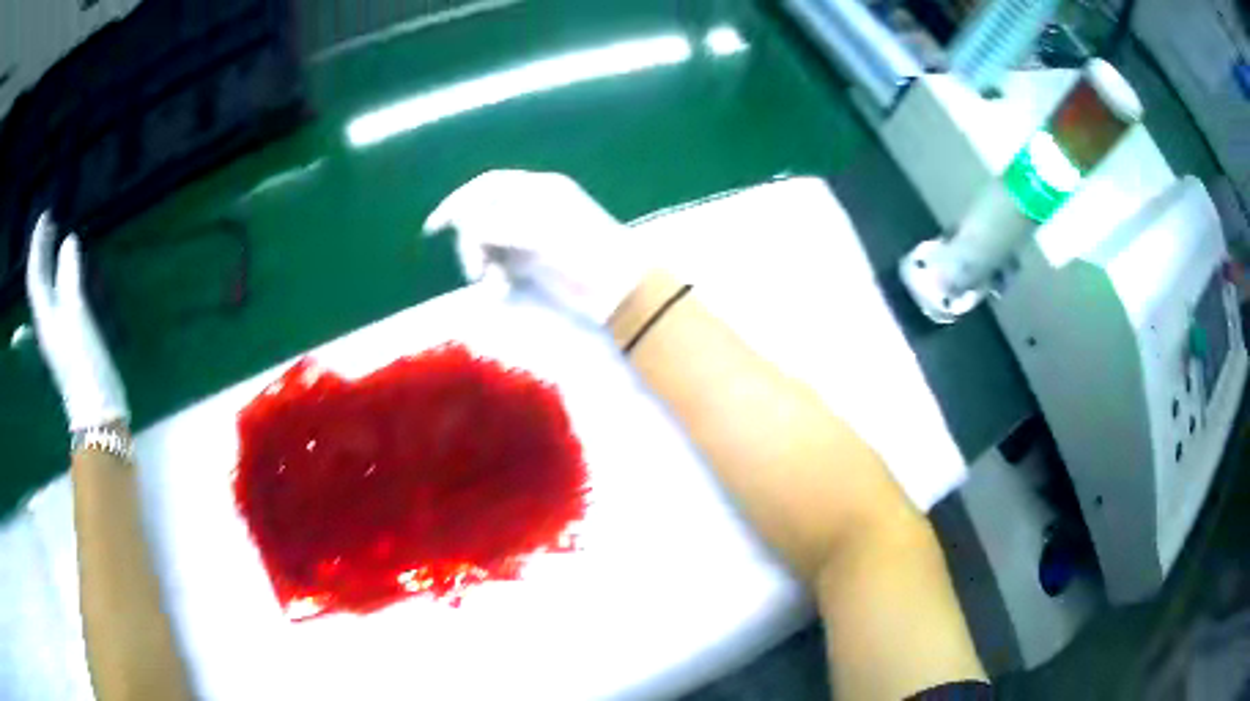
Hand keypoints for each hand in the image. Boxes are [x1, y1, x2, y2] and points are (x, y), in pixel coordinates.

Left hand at [25, 213, 128, 430]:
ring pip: (46, 289)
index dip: (38, 243)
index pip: (35, 272)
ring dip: (49, 263)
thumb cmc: (83, 361)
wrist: (96, 408)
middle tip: (51, 222)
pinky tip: (67, 274)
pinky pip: (57, 298)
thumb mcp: (75, 315)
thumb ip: (69, 276)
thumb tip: (68, 240)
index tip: (47, 214)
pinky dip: (59, 279)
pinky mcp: (68, 338)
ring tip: (57, 241)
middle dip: (41, 250)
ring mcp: (56, 331)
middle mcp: (46, 320)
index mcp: (44, 314)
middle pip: (38, 280)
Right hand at [424, 170, 643, 324]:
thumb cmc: (584, 251)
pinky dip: (496, 279)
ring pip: (488, 245)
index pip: (488, 186)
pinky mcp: (533, 265)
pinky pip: (500, 267)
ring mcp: (531, 237)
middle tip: (475, 270)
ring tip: (492, 285)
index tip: (435, 226)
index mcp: (538, 189)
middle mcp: (531, 209)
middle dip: (472, 243)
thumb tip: (468, 227)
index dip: (459, 201)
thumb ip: (500, 224)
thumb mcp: (540, 232)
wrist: (618, 288)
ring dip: (482, 263)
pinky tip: (501, 292)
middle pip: (482, 217)